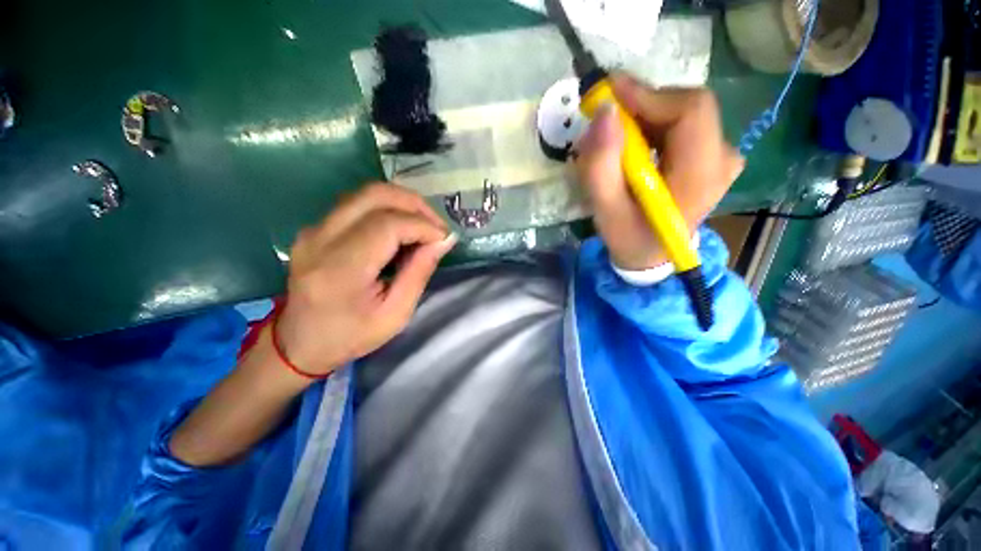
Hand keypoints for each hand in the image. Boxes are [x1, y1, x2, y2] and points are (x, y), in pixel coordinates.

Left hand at [276, 183, 454, 376]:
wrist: (300, 343)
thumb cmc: (351, 335)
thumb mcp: (396, 314)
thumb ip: (419, 272)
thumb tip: (443, 240)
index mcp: (340, 269)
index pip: (387, 225)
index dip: (422, 225)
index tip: (443, 239)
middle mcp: (320, 240)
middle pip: (374, 195)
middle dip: (415, 205)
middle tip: (437, 226)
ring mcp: (313, 230)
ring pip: (365, 193)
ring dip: (402, 203)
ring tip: (423, 225)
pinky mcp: (315, 228)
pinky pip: (357, 204)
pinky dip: (387, 208)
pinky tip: (401, 228)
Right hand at [575, 73, 743, 270]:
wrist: (651, 255)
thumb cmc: (629, 238)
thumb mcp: (606, 211)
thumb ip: (601, 167)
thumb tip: (604, 113)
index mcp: (701, 175)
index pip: (690, 110)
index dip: (649, 95)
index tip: (610, 95)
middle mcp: (722, 158)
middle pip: (686, 106)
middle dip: (642, 107)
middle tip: (606, 121)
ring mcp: (721, 156)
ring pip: (682, 112)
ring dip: (644, 118)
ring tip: (616, 140)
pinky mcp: (711, 156)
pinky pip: (682, 124)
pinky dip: (653, 126)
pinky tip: (633, 146)